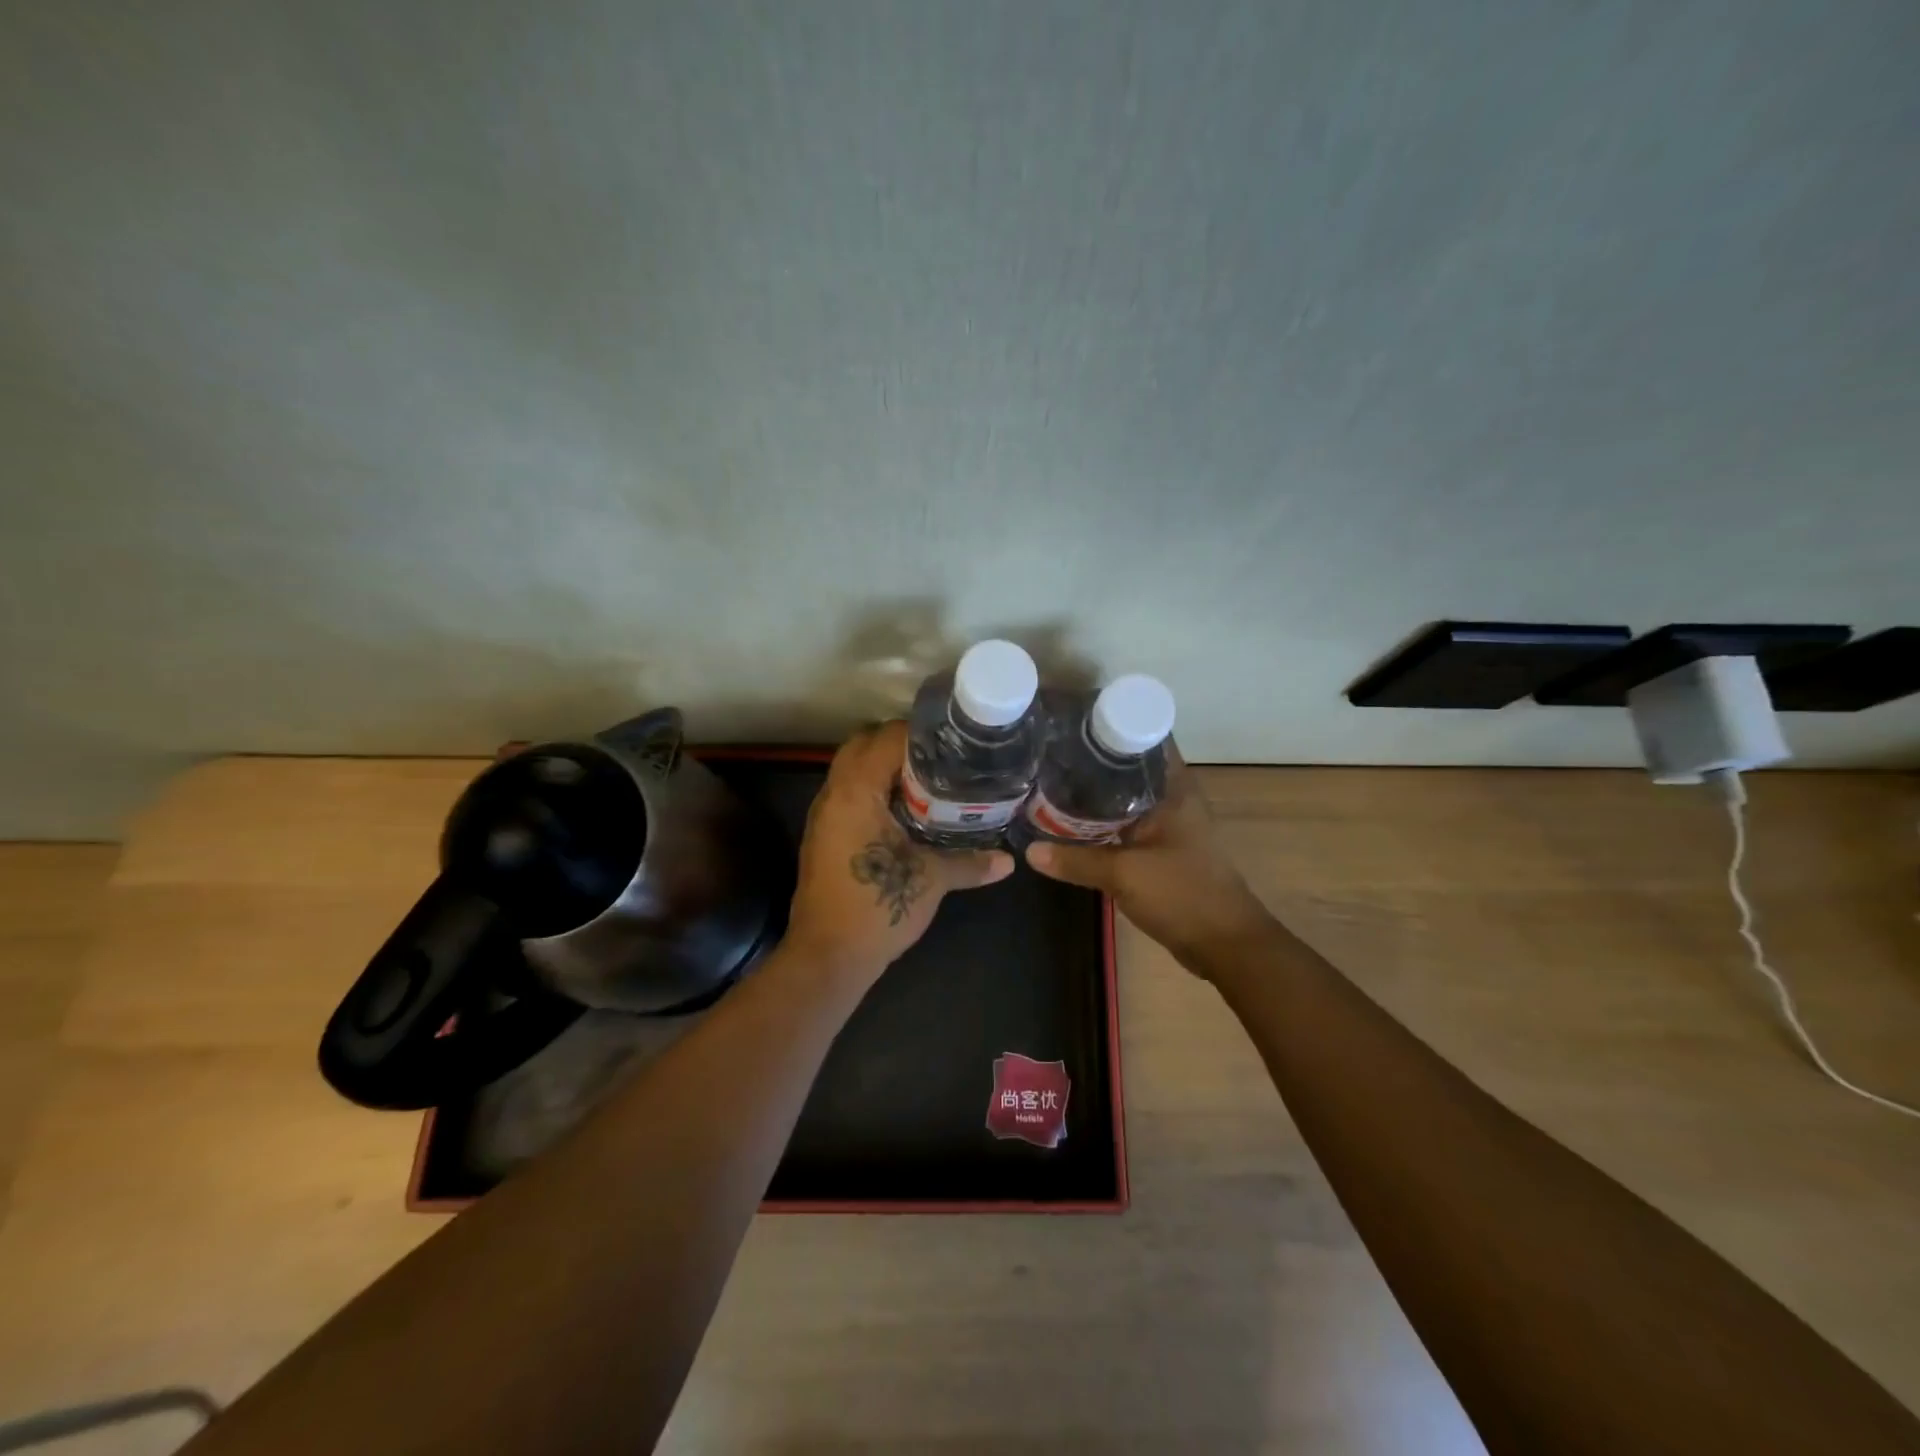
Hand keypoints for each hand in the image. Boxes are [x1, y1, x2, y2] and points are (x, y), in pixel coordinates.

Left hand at [785, 721, 1013, 981]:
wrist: (828, 957)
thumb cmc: (877, 907)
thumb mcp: (931, 880)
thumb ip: (970, 862)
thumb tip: (1009, 861)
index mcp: (856, 792)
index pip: (885, 737)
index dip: (920, 732)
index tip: (953, 738)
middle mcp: (833, 794)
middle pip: (863, 745)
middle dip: (899, 744)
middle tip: (941, 755)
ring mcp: (824, 815)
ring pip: (852, 770)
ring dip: (884, 767)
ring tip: (929, 776)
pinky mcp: (823, 836)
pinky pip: (849, 794)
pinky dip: (874, 789)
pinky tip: (906, 809)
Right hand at [1024, 744, 1271, 970]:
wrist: (1224, 945)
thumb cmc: (1183, 894)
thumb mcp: (1124, 875)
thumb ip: (1076, 861)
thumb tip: (1029, 851)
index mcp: (1174, 788)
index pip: (1145, 737)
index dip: (1112, 723)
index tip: (1073, 721)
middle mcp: (1172, 798)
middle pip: (1129, 767)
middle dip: (1093, 760)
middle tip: (1049, 752)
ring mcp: (1167, 824)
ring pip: (1125, 797)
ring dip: (1095, 793)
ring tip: (1051, 781)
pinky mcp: (1160, 849)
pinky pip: (1125, 824)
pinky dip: (1101, 821)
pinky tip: (1070, 822)